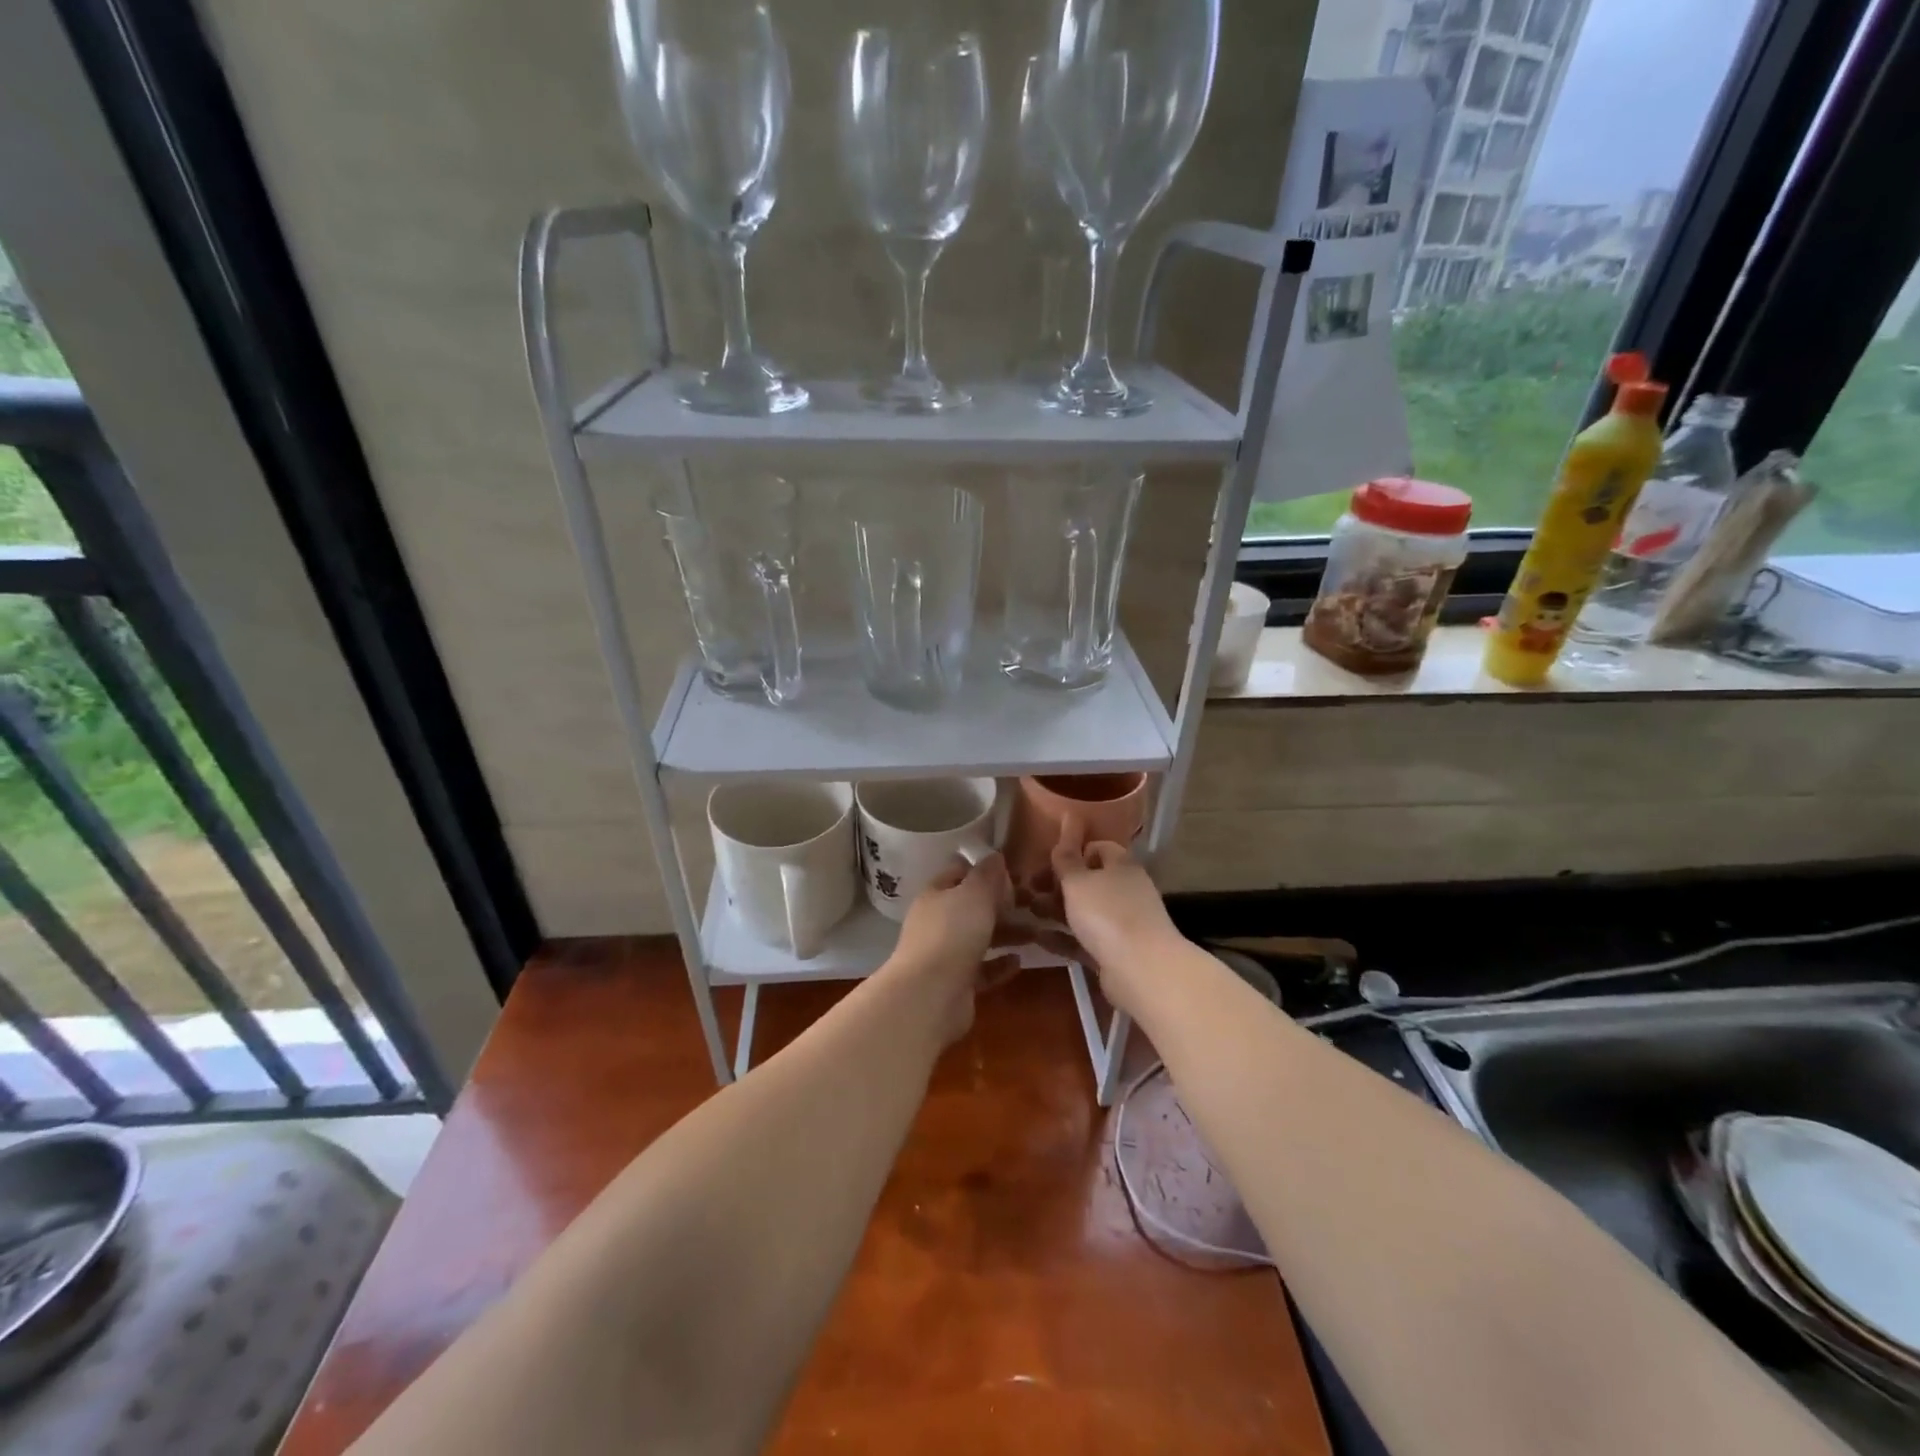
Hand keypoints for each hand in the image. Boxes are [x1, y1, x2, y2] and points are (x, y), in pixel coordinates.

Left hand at [886, 852, 1023, 1045]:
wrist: (930, 995)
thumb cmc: (952, 934)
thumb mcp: (974, 894)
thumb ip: (987, 875)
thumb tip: (995, 856)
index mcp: (936, 895)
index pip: (959, 874)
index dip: (985, 871)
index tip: (1014, 874)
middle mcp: (937, 922)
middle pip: (972, 908)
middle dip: (1002, 905)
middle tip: (1033, 905)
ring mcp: (945, 954)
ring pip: (979, 938)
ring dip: (1007, 934)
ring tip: (1036, 933)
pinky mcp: (956, 984)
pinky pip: (983, 969)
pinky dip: (1000, 964)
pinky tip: (1019, 962)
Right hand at [1044, 815, 1181, 1017]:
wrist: (1142, 969)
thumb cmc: (1107, 914)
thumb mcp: (1078, 881)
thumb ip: (1067, 856)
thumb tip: (1070, 818)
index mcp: (1121, 865)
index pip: (1096, 848)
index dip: (1071, 852)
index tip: (1046, 862)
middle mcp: (1124, 890)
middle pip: (1087, 881)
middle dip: (1057, 884)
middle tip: (1028, 889)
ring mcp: (1122, 922)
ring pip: (1084, 911)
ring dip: (1055, 910)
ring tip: (1027, 911)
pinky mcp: (1115, 951)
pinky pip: (1084, 939)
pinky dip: (1063, 936)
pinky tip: (1039, 937)